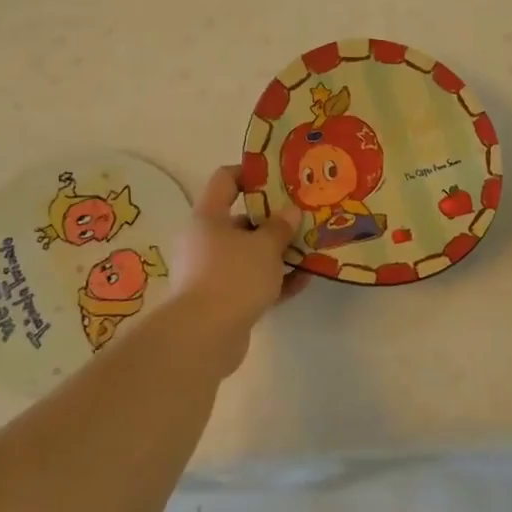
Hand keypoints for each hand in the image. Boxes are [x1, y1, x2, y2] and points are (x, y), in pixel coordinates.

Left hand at [169, 166, 306, 374]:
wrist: (203, 337)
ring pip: (247, 254)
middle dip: (272, 221)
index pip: (225, 180)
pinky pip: (249, 283)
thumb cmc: (233, 276)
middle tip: (301, 219)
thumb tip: (290, 211)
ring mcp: (208, 272)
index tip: (279, 178)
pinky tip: (302, 282)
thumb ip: (280, 226)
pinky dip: (272, 281)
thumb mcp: (265, 246)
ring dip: (275, 253)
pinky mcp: (219, 301)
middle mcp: (203, 241)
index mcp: (208, 217)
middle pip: (239, 221)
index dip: (251, 174)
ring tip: (308, 251)